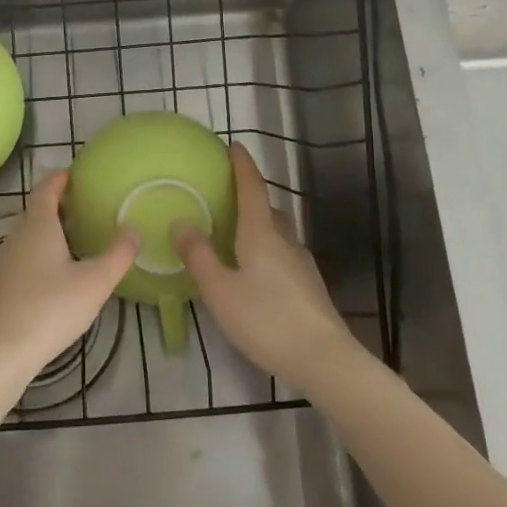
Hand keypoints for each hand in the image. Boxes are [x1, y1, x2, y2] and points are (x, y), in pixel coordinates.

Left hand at [0, 171, 136, 384]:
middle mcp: (18, 236)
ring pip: (29, 234)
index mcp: (39, 225)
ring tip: (76, 238)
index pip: (46, 188)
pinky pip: (24, 255)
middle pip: (37, 210)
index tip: (75, 173)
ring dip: (50, 230)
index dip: (60, 178)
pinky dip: (41, 252)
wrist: (2, 350)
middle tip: (86, 207)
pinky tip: (57, 273)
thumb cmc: (51, 308)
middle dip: (59, 204)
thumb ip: (118, 254)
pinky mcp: (1, 284)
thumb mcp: (95, 282)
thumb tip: (133, 229)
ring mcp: (5, 261)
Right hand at [173, 144, 356, 392]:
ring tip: (236, 236)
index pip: (252, 188)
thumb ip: (199, 256)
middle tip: (226, 196)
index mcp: (261, 234)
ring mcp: (301, 264)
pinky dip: (268, 251)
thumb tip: (180, 221)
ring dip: (259, 226)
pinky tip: (257, 274)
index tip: (233, 146)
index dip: (242, 166)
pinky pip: (284, 256)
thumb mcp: (220, 290)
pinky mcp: (310, 287)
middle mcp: (285, 241)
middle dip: (249, 197)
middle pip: (267, 209)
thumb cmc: (266, 320)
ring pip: (278, 234)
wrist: (325, 360)